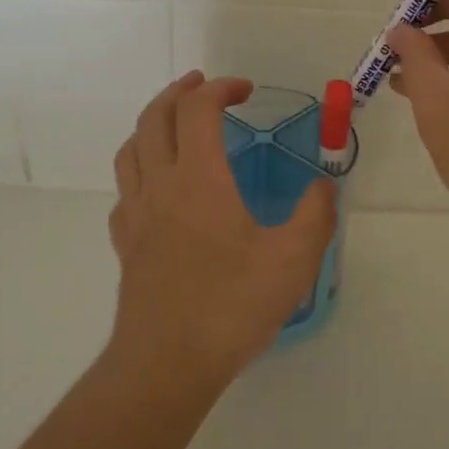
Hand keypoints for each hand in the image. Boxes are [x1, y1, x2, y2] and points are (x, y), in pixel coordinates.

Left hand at [108, 72, 337, 387]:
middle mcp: (160, 185)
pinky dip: (140, 169)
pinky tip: (156, 187)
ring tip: (174, 123)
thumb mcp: (293, 260)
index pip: (198, 110)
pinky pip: (124, 190)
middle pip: (154, 117)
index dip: (219, 88)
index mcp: (199, 178)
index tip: (244, 90)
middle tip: (203, 86)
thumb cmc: (231, 306)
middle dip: (180, 92)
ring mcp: (135, 214)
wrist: (167, 362)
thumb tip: (323, 186)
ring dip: (152, 123)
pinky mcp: (125, 244)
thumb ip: (315, 215)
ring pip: (131, 149)